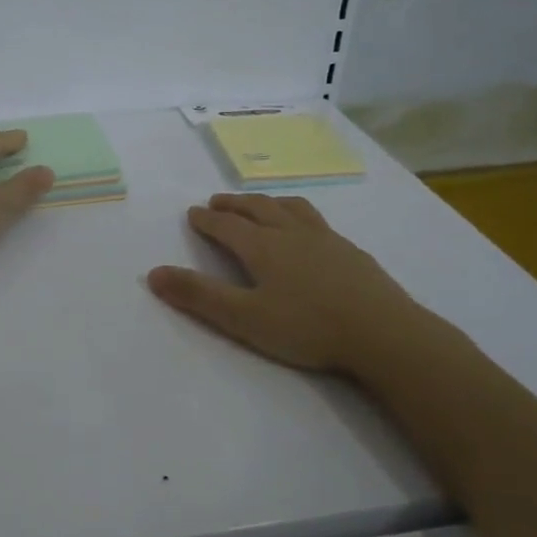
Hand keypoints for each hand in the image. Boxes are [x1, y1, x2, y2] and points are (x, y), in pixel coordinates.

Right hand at [147, 193, 417, 373]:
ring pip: (290, 208)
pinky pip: (316, 220)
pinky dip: (298, 215)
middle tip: (217, 202)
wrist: (383, 333)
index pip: (227, 226)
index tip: (193, 213)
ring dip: (267, 202)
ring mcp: (325, 239)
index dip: (207, 219)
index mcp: (263, 247)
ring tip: (259, 204)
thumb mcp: (243, 318)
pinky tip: (307, 231)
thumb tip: (153, 273)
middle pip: (258, 209)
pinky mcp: (351, 252)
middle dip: (233, 205)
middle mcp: (292, 233)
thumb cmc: (307, 327)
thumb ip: (198, 296)